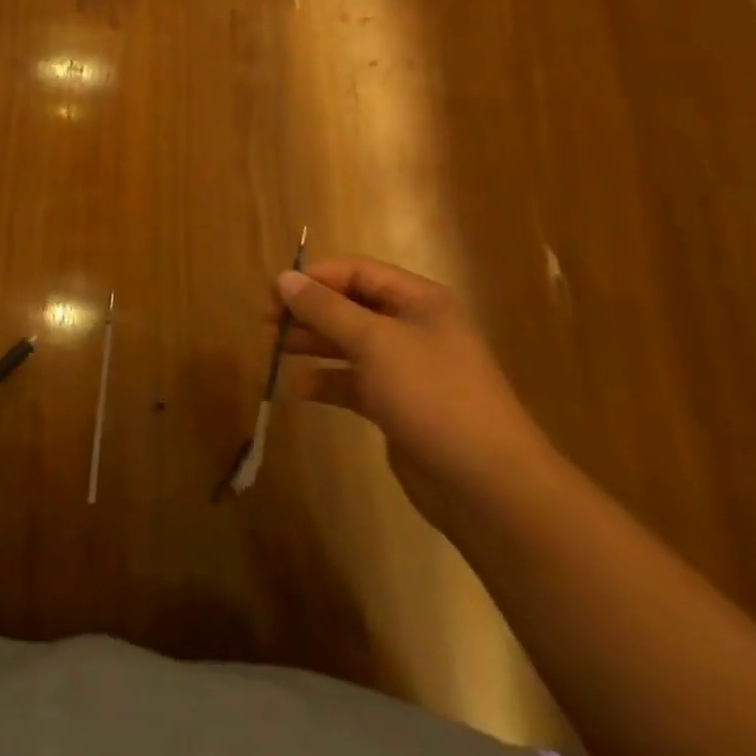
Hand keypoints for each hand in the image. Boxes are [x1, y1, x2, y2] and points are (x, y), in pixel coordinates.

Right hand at [274, 258, 550, 527]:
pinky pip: (353, 382)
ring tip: (274, 351)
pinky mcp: (397, 405)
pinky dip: (325, 382)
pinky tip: (297, 390)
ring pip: (348, 343)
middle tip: (267, 325)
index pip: (356, 271)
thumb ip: (325, 308)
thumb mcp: (374, 342)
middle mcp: (412, 327)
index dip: (314, 278)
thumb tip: (284, 278)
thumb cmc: (432, 395)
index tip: (274, 294)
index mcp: (418, 301)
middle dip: (308, 311)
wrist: (488, 484)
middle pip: (349, 305)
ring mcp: (406, 368)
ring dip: (312, 344)